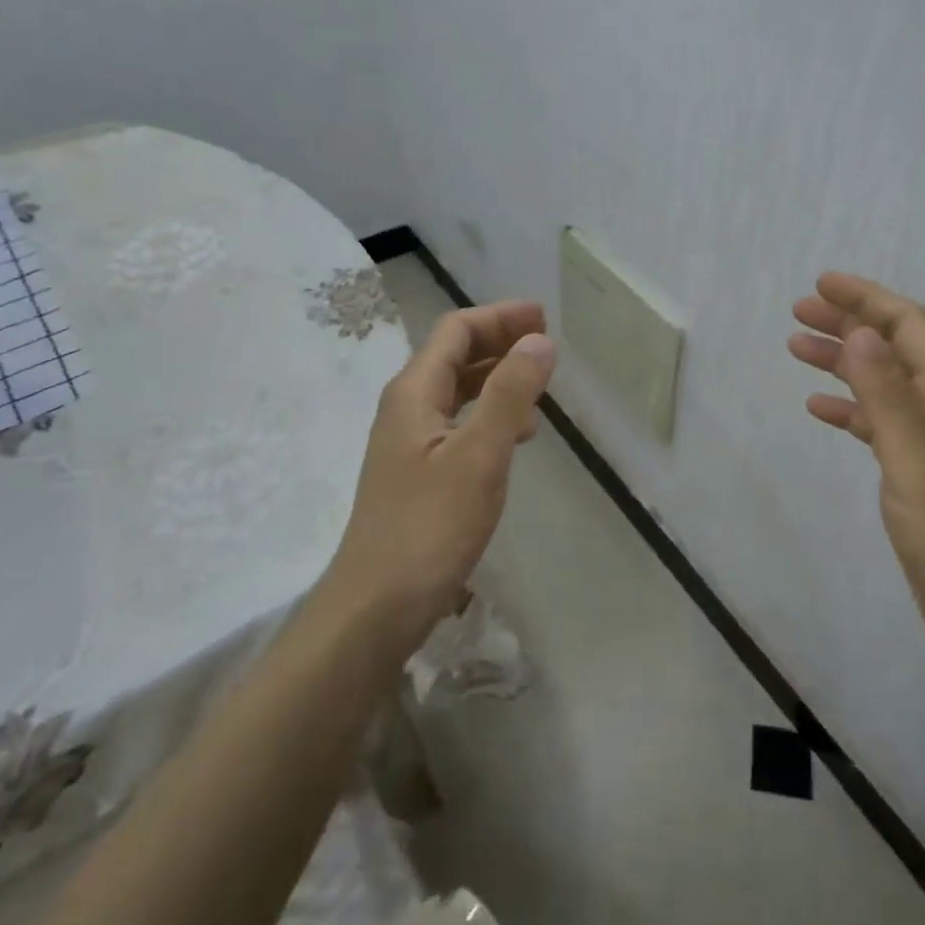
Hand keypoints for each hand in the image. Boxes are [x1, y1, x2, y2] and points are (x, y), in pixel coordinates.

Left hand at [321, 301, 556, 652]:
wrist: (376, 608)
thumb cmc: (428, 527)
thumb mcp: (479, 456)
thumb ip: (509, 395)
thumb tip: (539, 340)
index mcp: (414, 393)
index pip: (456, 331)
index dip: (500, 317)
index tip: (545, 317)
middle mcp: (407, 408)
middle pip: (454, 355)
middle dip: (500, 341)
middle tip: (548, 343)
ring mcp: (410, 443)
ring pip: (458, 390)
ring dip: (498, 377)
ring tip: (540, 383)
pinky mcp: (419, 473)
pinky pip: (460, 424)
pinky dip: (491, 414)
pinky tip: (518, 434)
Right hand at [789, 273, 924, 665]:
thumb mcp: (917, 465)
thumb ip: (886, 398)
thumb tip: (857, 332)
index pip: (908, 327)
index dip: (867, 299)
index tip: (821, 284)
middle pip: (892, 348)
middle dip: (848, 322)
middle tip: (799, 311)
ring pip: (879, 383)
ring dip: (841, 360)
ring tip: (796, 348)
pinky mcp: (913, 472)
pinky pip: (875, 423)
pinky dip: (846, 407)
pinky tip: (818, 408)